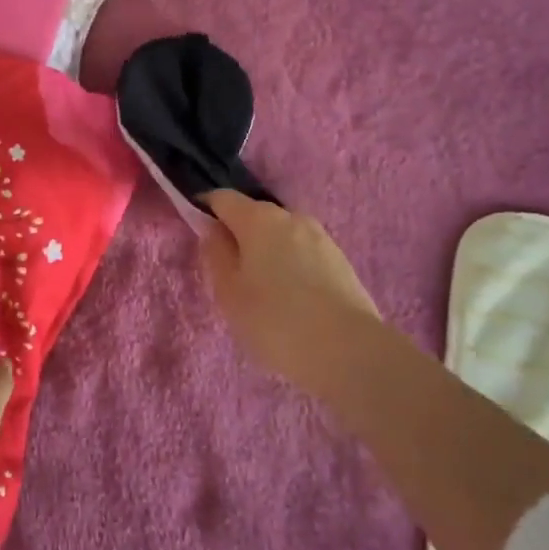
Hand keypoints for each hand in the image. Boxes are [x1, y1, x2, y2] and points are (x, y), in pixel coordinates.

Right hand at [200, 189, 384, 395]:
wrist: (350, 351)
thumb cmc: (275, 320)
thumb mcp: (229, 292)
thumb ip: (216, 255)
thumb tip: (213, 230)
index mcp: (258, 218)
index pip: (222, 198)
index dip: (206, 209)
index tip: (198, 233)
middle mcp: (291, 216)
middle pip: (254, 215)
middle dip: (239, 234)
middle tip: (231, 273)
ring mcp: (321, 237)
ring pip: (282, 235)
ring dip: (268, 252)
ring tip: (264, 291)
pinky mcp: (341, 260)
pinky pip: (304, 254)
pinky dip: (291, 266)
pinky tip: (293, 300)